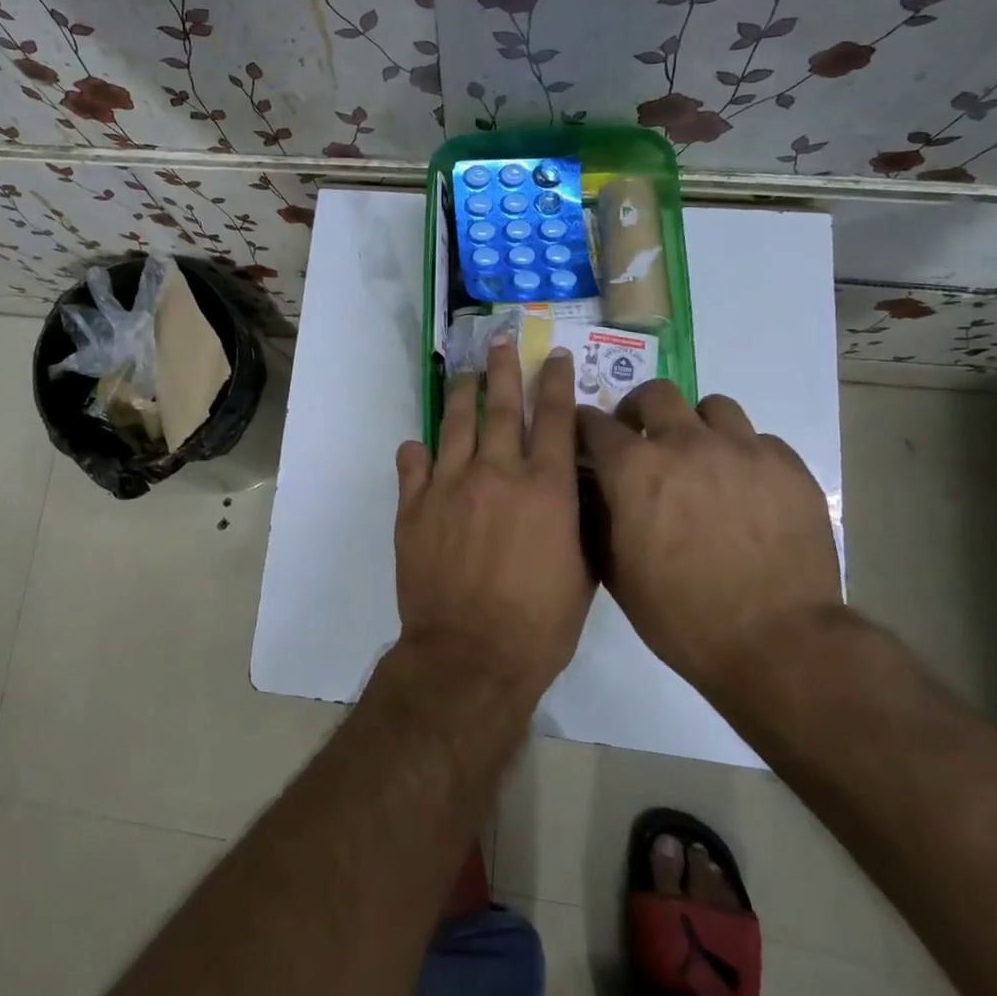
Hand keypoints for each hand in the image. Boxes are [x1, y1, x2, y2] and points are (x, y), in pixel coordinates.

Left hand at [392, 340, 592, 706]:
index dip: (555, 381)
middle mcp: (497, 473)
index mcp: (545, 488)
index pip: (554, 418)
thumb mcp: (583, 571)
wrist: (470, 655)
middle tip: (500, 341)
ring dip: (462, 395)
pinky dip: (418, 451)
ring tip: (466, 375)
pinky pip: (413, 463)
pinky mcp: (413, 506)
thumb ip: (578, 521)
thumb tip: (575, 488)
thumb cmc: (540, 623)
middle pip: (501, 407)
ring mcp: (450, 485)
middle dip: (503, 369)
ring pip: (455, 424)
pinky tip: (420, 445)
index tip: (553, 355)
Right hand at [579, 384, 840, 697]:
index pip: (594, 423)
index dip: (585, 428)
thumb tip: (590, 490)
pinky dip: (744, 455)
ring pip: (713, 407)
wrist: (778, 644)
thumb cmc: (682, 615)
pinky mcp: (788, 467)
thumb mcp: (617, 573)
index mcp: (634, 468)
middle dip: (641, 410)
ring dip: (697, 426)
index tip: (588, 439)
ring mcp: (742, 450)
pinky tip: (747, 489)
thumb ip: (597, 518)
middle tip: (644, 439)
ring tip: (702, 459)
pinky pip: (759, 440)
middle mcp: (685, 443)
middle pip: (656, 393)